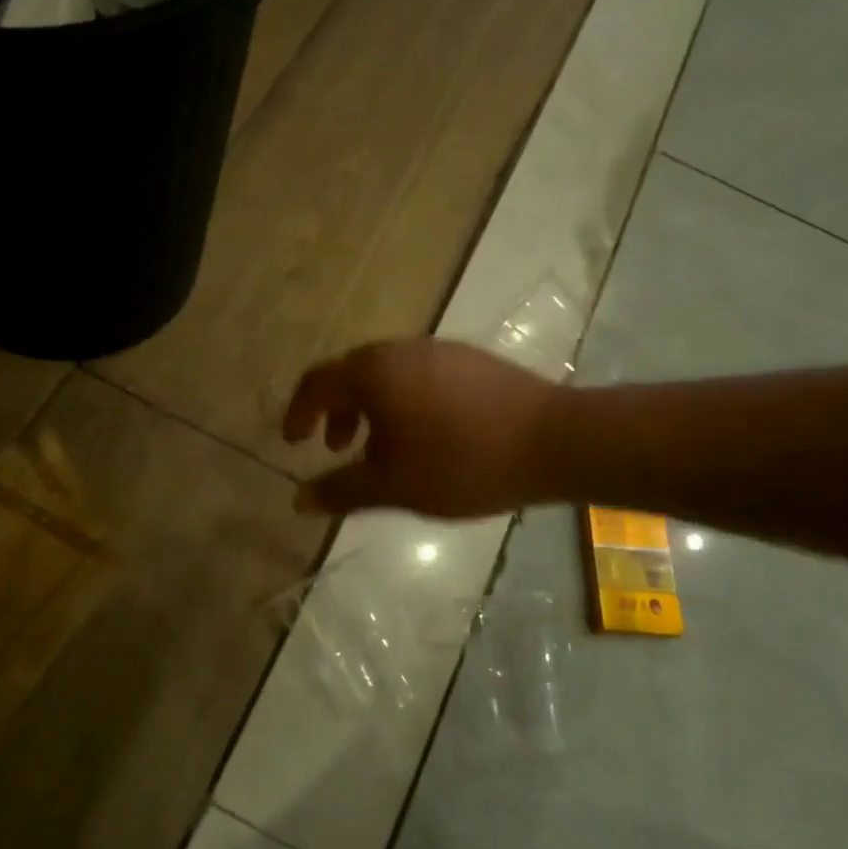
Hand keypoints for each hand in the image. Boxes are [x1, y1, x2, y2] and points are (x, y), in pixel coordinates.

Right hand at [283, 339, 565, 517]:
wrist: (554, 440)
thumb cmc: (461, 462)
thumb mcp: (392, 486)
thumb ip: (340, 490)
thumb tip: (298, 499)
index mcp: (374, 371)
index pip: (316, 382)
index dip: (298, 413)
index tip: (293, 442)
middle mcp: (402, 349)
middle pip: (352, 374)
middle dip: (336, 412)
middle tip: (338, 448)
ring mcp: (441, 350)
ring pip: (388, 375)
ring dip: (371, 408)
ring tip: (383, 449)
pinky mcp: (472, 361)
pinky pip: (420, 376)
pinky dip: (403, 402)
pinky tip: (426, 436)